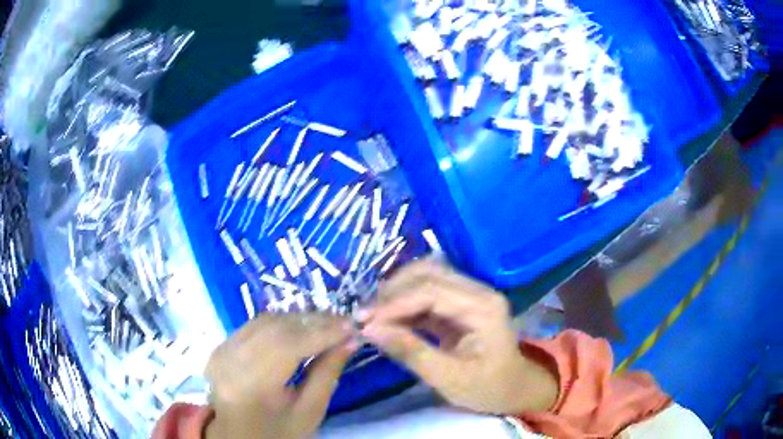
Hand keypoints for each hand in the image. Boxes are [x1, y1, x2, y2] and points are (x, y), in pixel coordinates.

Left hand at [204, 314, 356, 438]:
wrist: (239, 436)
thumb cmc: (278, 432)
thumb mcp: (309, 412)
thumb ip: (328, 374)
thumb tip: (350, 340)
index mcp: (252, 385)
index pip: (289, 346)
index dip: (322, 332)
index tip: (352, 326)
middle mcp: (231, 360)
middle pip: (276, 328)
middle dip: (313, 322)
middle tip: (344, 322)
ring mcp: (222, 350)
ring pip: (266, 321)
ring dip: (298, 319)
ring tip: (327, 323)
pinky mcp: (221, 345)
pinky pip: (255, 325)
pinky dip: (281, 323)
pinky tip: (300, 327)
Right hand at [360, 259, 557, 414]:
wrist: (514, 389)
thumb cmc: (488, 388)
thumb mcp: (449, 378)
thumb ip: (410, 352)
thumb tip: (369, 329)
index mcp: (484, 307)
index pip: (432, 291)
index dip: (394, 303)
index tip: (364, 320)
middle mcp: (478, 291)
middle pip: (428, 273)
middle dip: (392, 292)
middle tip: (365, 317)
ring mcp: (469, 295)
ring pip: (425, 277)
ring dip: (395, 293)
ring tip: (372, 317)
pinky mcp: (459, 304)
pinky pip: (426, 293)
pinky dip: (403, 304)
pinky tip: (387, 319)